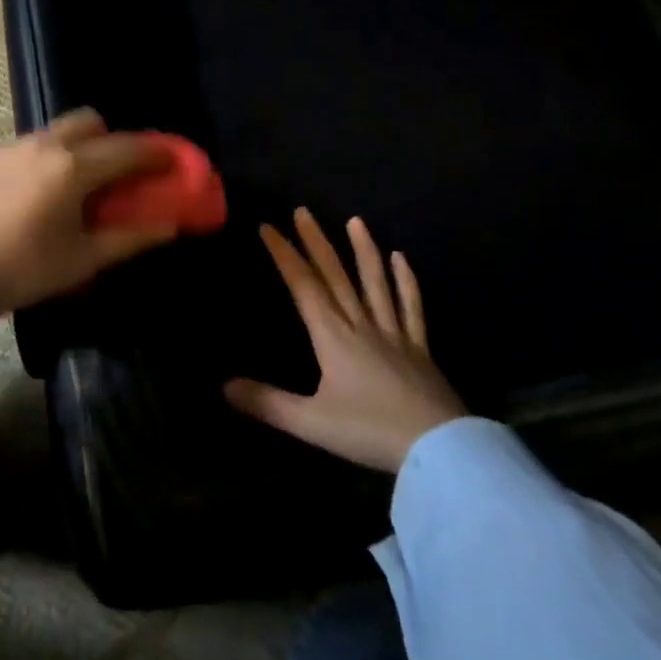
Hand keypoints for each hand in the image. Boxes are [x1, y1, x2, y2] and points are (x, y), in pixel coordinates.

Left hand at [0, 109, 178, 332]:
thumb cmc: (19, 270)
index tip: (173, 162)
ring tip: (78, 186)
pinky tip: (39, 193)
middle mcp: (45, 144)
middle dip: (113, 140)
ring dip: (80, 146)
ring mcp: (13, 146)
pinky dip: (49, 157)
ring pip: (58, 130)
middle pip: (91, 121)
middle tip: (119, 175)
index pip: (127, 148)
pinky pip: (31, 145)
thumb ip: (129, 237)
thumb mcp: (81, 260)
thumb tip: (169, 225)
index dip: (156, 153)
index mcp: (72, 167)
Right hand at [225, 209, 465, 473]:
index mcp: (332, 337)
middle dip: (316, 242)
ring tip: (356, 221)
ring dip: (364, 250)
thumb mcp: (310, 423)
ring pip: (375, 283)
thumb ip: (267, 403)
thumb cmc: (369, 431)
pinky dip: (406, 281)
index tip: (268, 228)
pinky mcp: (419, 348)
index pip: (303, 286)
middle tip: (303, 211)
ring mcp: (393, 333)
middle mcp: (360, 324)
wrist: (437, 448)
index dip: (284, 256)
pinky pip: (411, 307)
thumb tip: (224, 387)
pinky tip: (402, 259)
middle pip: (335, 276)